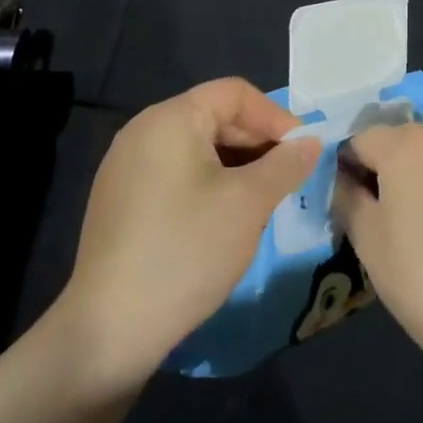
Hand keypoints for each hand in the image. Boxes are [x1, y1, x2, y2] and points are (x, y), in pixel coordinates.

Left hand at [59, 79, 318, 389]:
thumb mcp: (249, 204)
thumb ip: (285, 164)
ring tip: (260, 201)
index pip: (235, 93)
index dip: (275, 117)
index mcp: (171, 118)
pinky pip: (175, 172)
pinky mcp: (119, 198)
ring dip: (235, 166)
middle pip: (214, 116)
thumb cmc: (187, 251)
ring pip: (197, 147)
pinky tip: (221, 220)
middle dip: (257, 143)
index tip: (303, 153)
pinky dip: (207, 183)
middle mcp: (143, 130)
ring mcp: (125, 165)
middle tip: (287, 179)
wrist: (110, 329)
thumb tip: (311, 142)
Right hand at [335, 124, 422, 364]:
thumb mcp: (366, 239)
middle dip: (395, 167)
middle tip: (395, 215)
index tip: (354, 200)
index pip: (363, 140)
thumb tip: (347, 179)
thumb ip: (347, 195)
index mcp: (406, 143)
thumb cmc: (420, 278)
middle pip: (407, 141)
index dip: (352, 167)